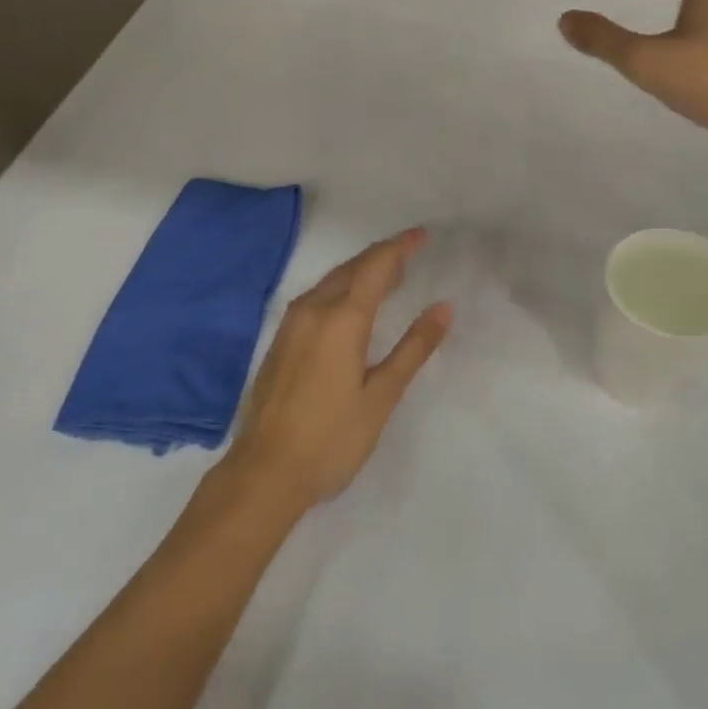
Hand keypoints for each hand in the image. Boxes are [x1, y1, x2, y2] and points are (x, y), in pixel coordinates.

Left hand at [226, 228, 451, 510]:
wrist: (264, 472)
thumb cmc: (331, 438)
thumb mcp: (381, 396)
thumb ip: (413, 348)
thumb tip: (443, 308)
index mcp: (341, 319)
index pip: (375, 267)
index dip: (400, 247)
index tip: (422, 235)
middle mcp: (312, 310)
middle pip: (351, 268)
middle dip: (381, 256)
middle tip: (410, 254)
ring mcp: (291, 325)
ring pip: (331, 281)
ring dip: (360, 272)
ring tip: (388, 278)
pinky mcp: (280, 341)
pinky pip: (316, 298)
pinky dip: (341, 289)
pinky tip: (351, 307)